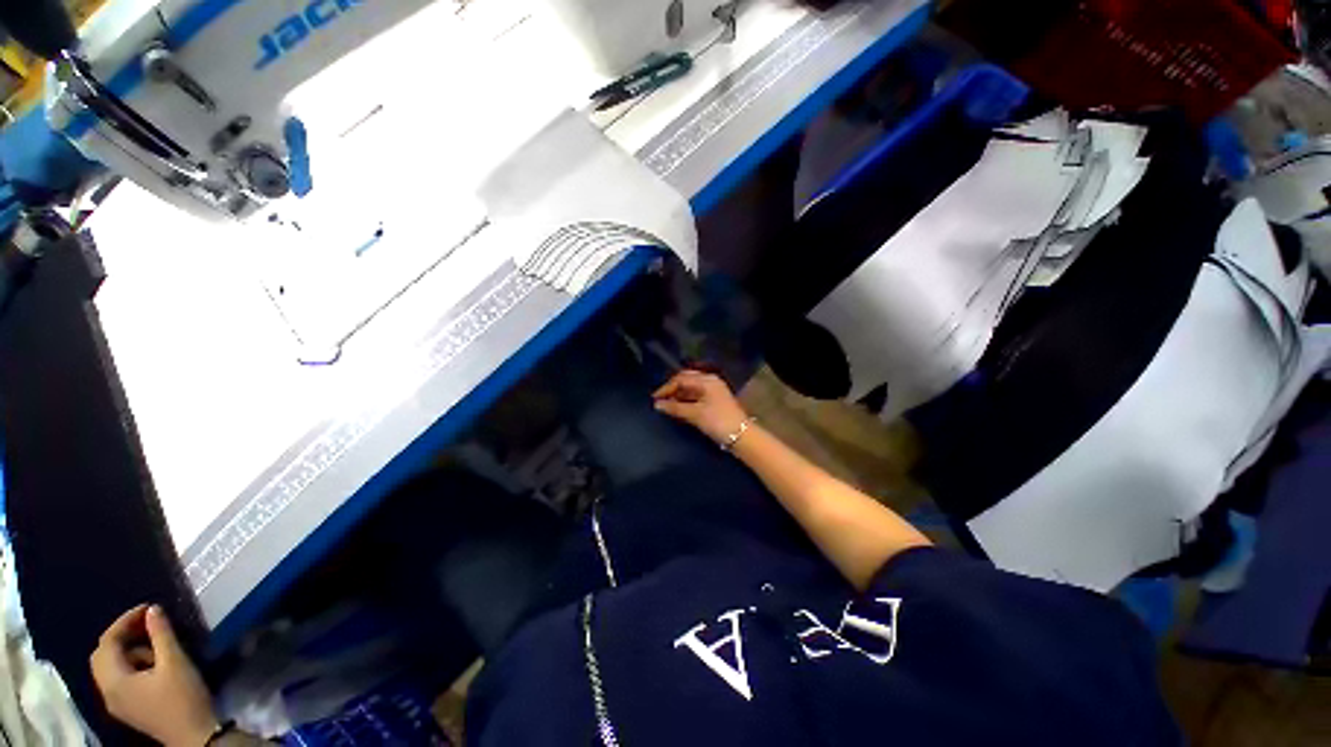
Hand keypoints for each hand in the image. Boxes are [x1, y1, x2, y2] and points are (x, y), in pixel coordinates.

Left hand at [90, 605, 217, 746]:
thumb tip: (152, 610)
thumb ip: (161, 635)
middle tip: (147, 622)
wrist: (195, 736)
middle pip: (103, 656)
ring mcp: (117, 702)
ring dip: (129, 650)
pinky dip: (132, 664)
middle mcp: (108, 691)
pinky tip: (153, 664)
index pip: (107, 642)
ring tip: (155, 642)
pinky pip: (120, 678)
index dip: (124, 621)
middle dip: (122, 635)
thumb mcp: (175, 662)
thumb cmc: (183, 697)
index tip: (148, 608)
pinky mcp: (129, 707)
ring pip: (112, 667)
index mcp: (114, 680)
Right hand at [653, 369, 750, 444]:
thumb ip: (675, 408)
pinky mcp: (714, 401)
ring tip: (666, 406)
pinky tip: (678, 409)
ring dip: (678, 395)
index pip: (681, 378)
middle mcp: (710, 381)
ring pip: (691, 389)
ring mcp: (713, 391)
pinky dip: (685, 401)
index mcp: (706, 380)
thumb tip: (657, 405)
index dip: (666, 388)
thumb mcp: (695, 414)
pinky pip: (696, 396)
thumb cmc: (718, 421)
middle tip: (660, 400)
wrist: (741, 436)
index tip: (654, 399)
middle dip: (672, 389)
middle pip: (686, 380)